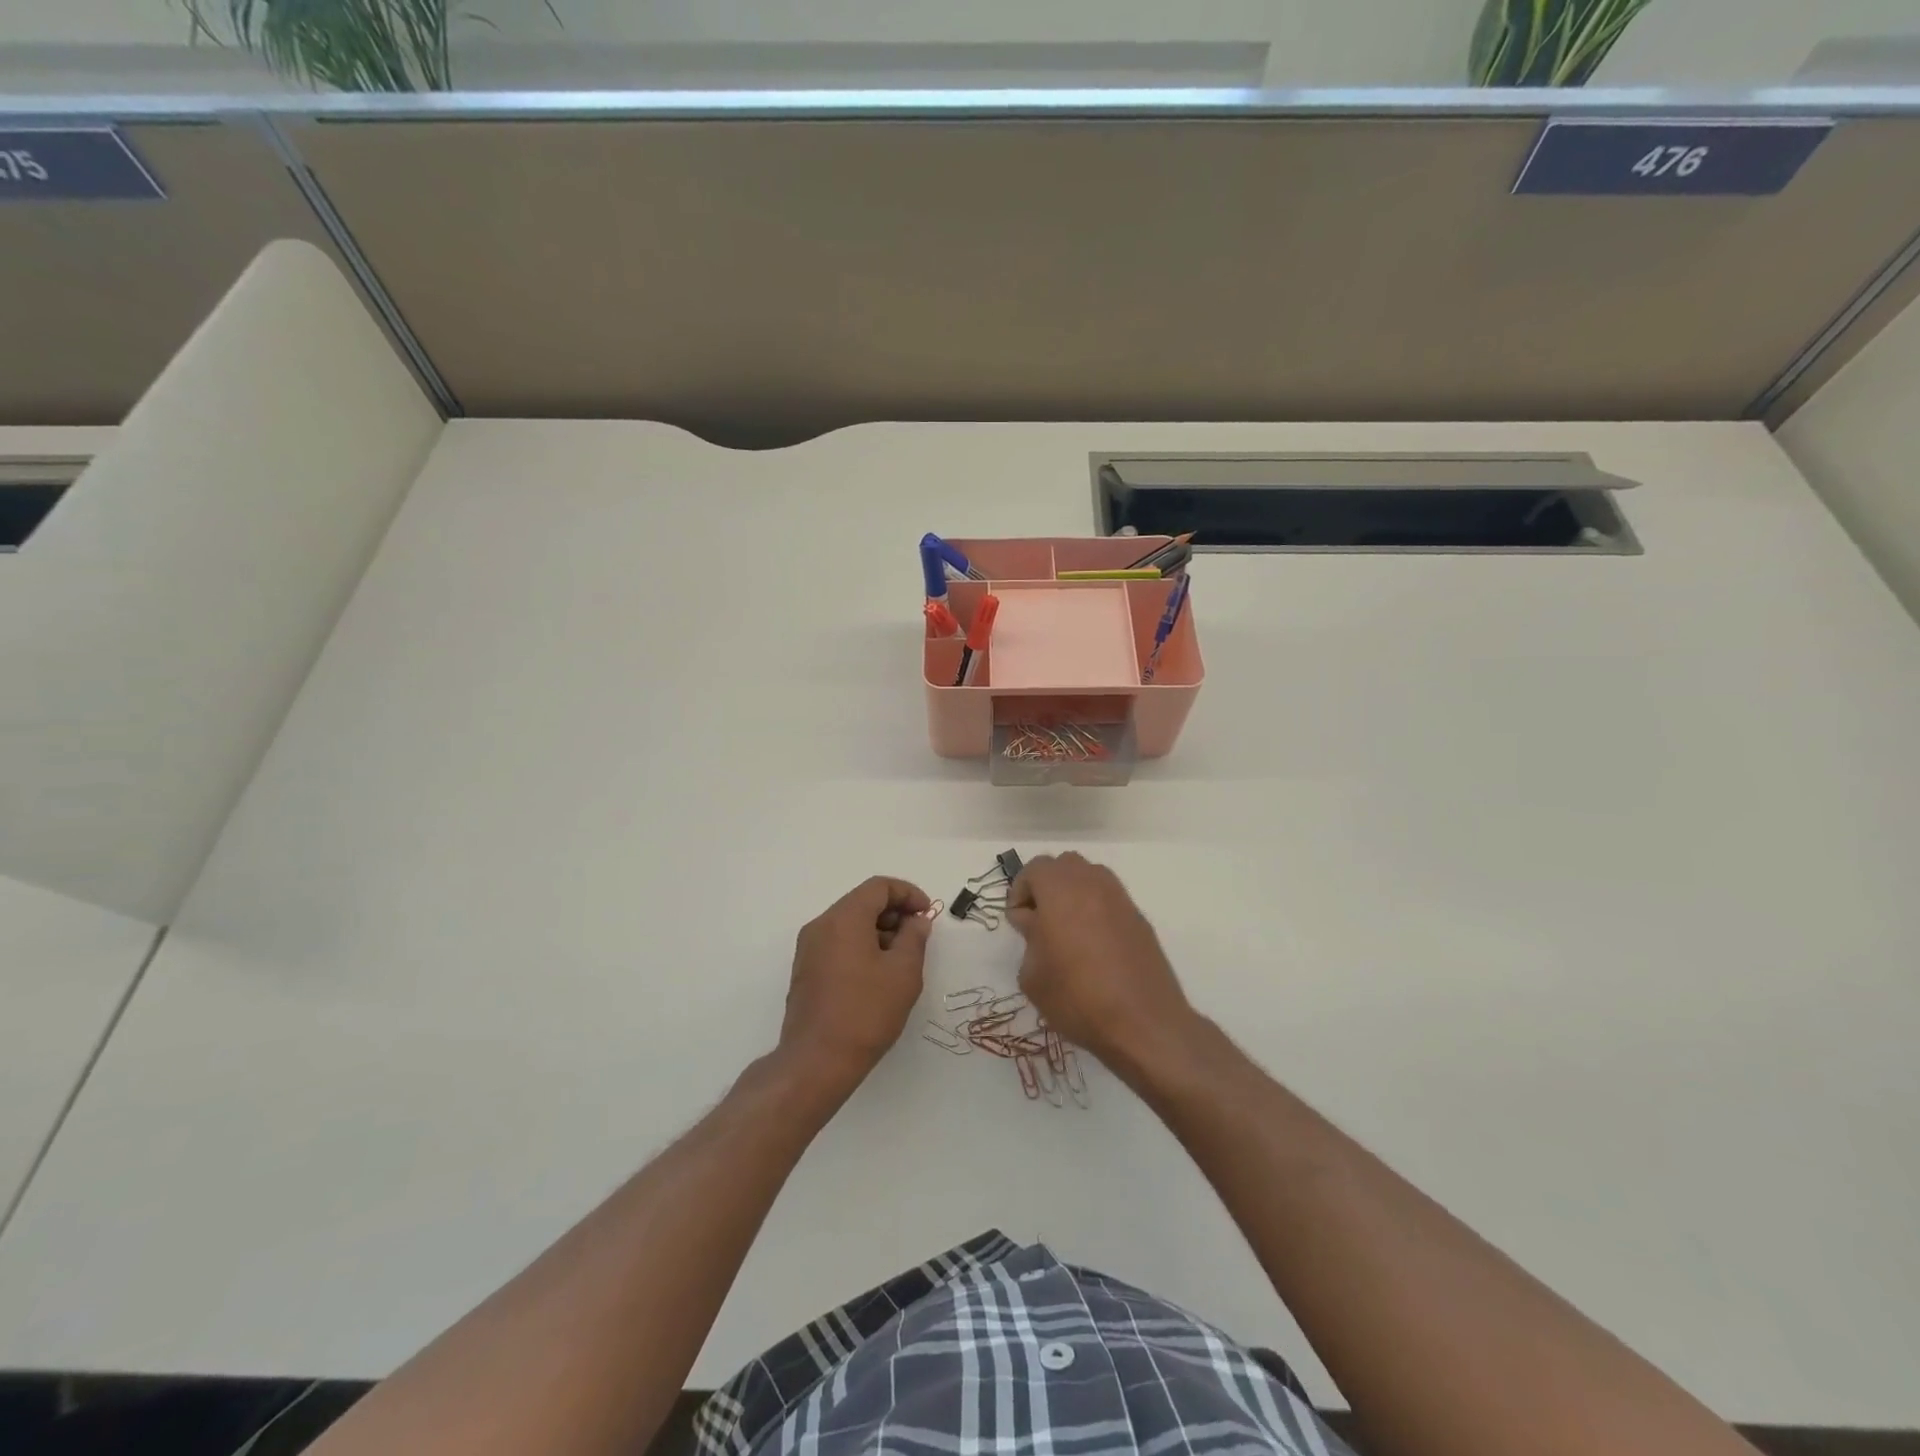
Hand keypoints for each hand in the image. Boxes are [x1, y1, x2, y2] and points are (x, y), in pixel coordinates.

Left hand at [780, 877, 933, 1091]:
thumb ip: (914, 938)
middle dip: (894, 912)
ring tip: (901, 958)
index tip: (927, 915)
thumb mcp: (904, 972)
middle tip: (918, 936)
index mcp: (844, 918)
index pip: (879, 887)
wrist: (817, 1062)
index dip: (908, 894)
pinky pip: (837, 942)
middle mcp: (821, 925)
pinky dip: (861, 945)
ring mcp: (809, 948)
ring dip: (879, 930)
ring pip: (849, 923)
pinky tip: (878, 974)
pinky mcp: (806, 970)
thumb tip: (916, 921)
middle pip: (862, 902)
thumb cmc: (866, 1012)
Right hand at [1008, 853, 1197, 1075]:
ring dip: (1073, 894)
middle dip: (1047, 886)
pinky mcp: (1139, 919)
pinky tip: (1093, 946)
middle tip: (1039, 921)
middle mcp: (1092, 883)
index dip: (1020, 891)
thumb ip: (1029, 938)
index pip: (1035, 868)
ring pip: (1090, 877)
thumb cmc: (1076, 997)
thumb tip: (1035, 923)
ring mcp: (1120, 899)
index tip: (1018, 921)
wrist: (1143, 1022)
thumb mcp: (1033, 975)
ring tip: (1066, 931)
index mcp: (1060, 889)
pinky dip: (1096, 910)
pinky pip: (1110, 900)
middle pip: (1064, 866)